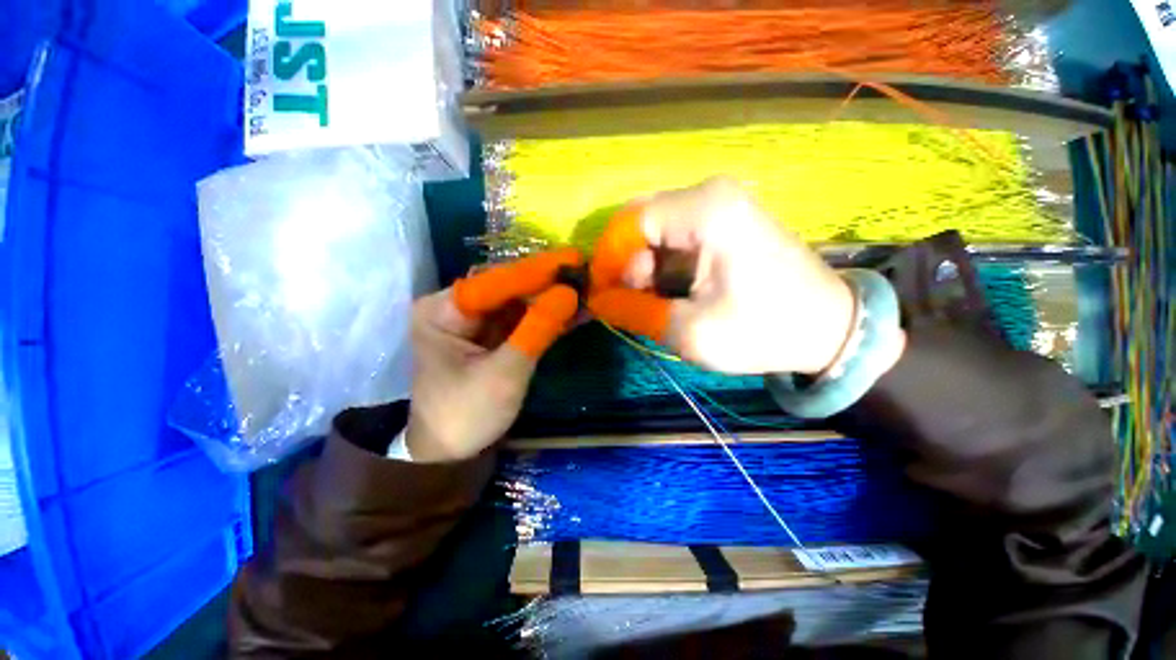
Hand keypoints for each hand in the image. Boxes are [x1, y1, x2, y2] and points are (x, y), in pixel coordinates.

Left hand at [405, 251, 580, 461]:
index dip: (536, 271)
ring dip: (552, 300)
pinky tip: (575, 312)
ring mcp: (475, 322)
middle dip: (547, 285)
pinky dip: (547, 318)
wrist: (450, 454)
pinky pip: (522, 320)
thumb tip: (570, 293)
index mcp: (442, 311)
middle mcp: (455, 308)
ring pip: (519, 302)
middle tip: (585, 276)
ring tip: (587, 290)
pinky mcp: (491, 336)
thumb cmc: (467, 415)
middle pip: (508, 288)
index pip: (495, 282)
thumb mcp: (505, 374)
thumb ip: (536, 331)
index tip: (573, 260)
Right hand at [588, 177, 855, 374]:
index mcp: (705, 212)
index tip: (600, 295)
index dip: (608, 260)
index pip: (630, 223)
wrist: (830, 329)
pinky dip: (662, 266)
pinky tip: (670, 293)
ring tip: (652, 304)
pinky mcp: (724, 221)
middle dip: (626, 265)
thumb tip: (597, 301)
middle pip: (641, 222)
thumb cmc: (763, 331)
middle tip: (628, 302)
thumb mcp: (690, 332)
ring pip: (655, 231)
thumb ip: (634, 312)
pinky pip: (675, 237)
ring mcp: (719, 204)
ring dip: (644, 268)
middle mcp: (709, 195)